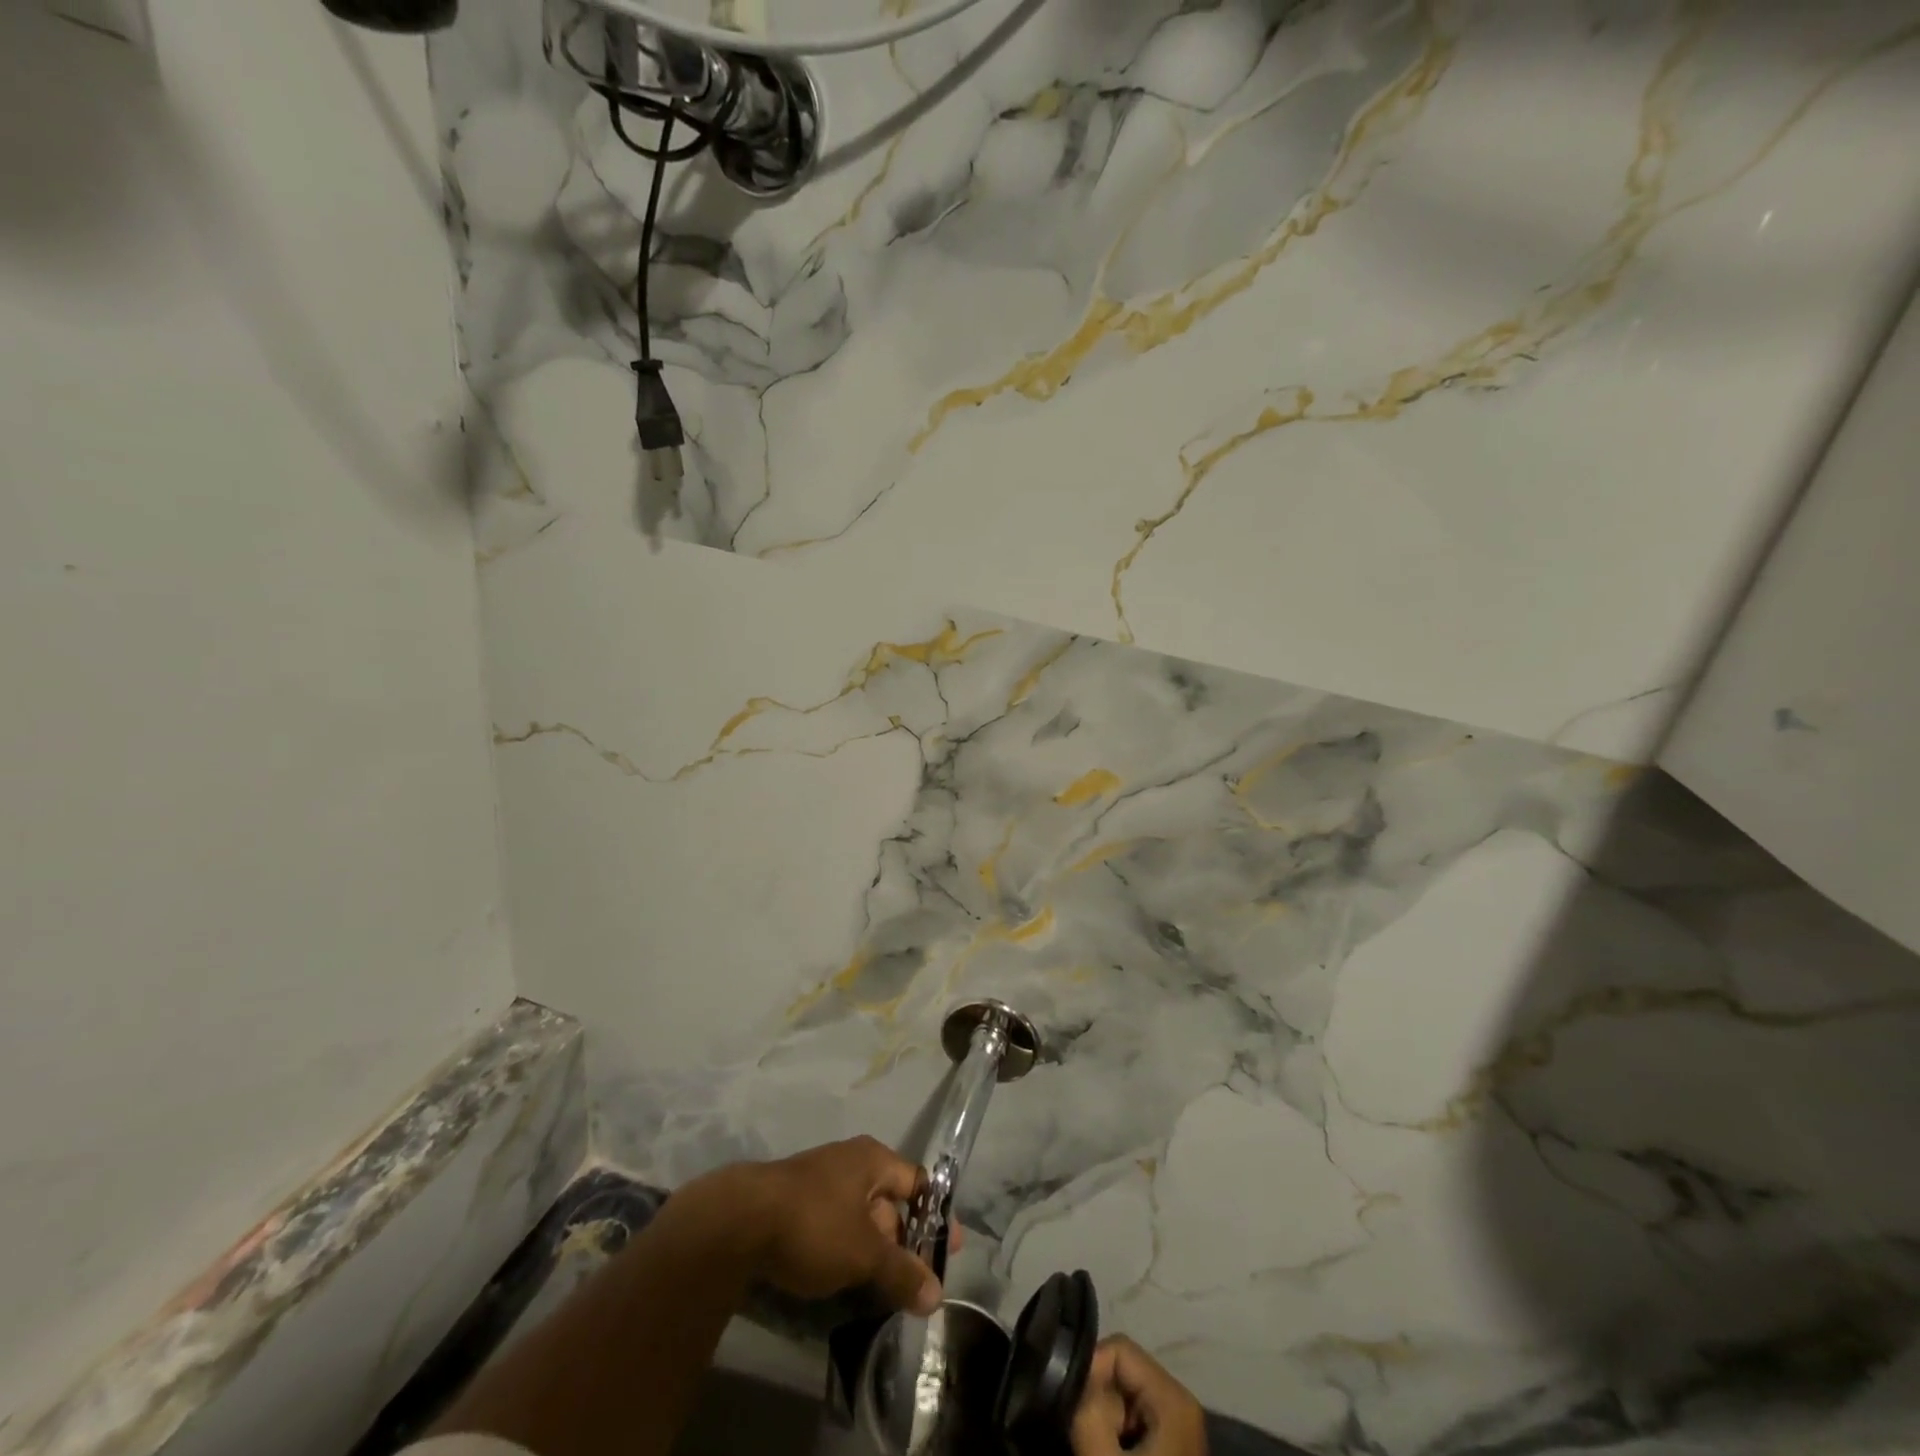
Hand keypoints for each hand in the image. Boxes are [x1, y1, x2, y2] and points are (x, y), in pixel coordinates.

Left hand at [735, 1136, 943, 1313]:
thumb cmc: (814, 1223)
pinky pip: (835, 1225)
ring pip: (861, 1216)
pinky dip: (847, 1250)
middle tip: (915, 1282)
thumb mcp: (864, 1252)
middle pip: (889, 1201)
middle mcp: (850, 1162)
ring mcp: (821, 1181)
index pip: (918, 1183)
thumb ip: (901, 1272)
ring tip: (884, 1287)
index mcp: (873, 1159)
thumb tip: (937, 1295)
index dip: (936, 1216)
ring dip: (874, 1250)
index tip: (949, 1251)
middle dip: (903, 1241)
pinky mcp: (796, 1204)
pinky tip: (844, 1279)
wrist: (739, 1221)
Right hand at [1072, 1337, 1206, 1455]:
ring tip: (1099, 1447)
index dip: (1090, 1370)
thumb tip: (1073, 1373)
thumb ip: (1089, 1411)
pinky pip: (1134, 1415)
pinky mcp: (1173, 1441)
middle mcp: (1181, 1397)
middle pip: (1122, 1369)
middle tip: (1087, 1434)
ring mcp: (1179, 1421)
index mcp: (1174, 1394)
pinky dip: (1116, 1430)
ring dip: (1104, 1416)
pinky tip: (1112, 1452)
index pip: (1118, 1347)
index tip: (1073, 1405)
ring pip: (1125, 1393)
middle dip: (1097, 1396)